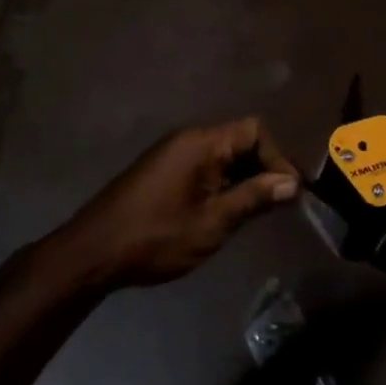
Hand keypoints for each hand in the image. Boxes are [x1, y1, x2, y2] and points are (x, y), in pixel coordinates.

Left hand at [41, 117, 298, 291]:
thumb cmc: (156, 237)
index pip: (254, 131)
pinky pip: (204, 168)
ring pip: (223, 157)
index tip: (289, 192)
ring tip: (259, 212)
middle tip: (280, 204)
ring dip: (244, 179)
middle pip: (239, 140)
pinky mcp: (163, 173)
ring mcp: (172, 155)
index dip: (277, 157)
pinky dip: (223, 184)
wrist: (93, 253)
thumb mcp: (213, 221)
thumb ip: (254, 198)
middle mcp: (187, 140)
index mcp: (200, 143)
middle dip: (263, 168)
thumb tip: (291, 183)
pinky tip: (228, 212)